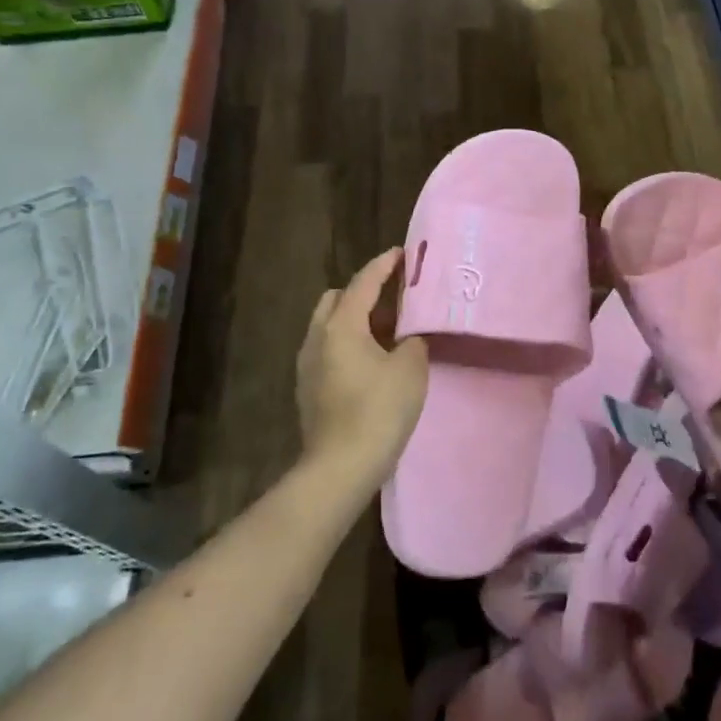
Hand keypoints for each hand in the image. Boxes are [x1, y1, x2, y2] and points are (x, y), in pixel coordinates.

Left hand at [295, 248, 428, 490]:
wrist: (340, 468)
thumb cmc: (379, 411)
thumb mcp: (411, 368)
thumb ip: (413, 341)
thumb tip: (408, 337)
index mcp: (342, 325)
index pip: (364, 282)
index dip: (384, 265)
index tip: (402, 253)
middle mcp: (318, 337)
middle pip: (338, 299)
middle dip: (364, 292)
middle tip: (394, 301)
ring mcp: (307, 365)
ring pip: (330, 326)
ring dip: (355, 320)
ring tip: (387, 333)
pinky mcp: (308, 389)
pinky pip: (328, 350)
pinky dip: (348, 344)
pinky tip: (371, 363)